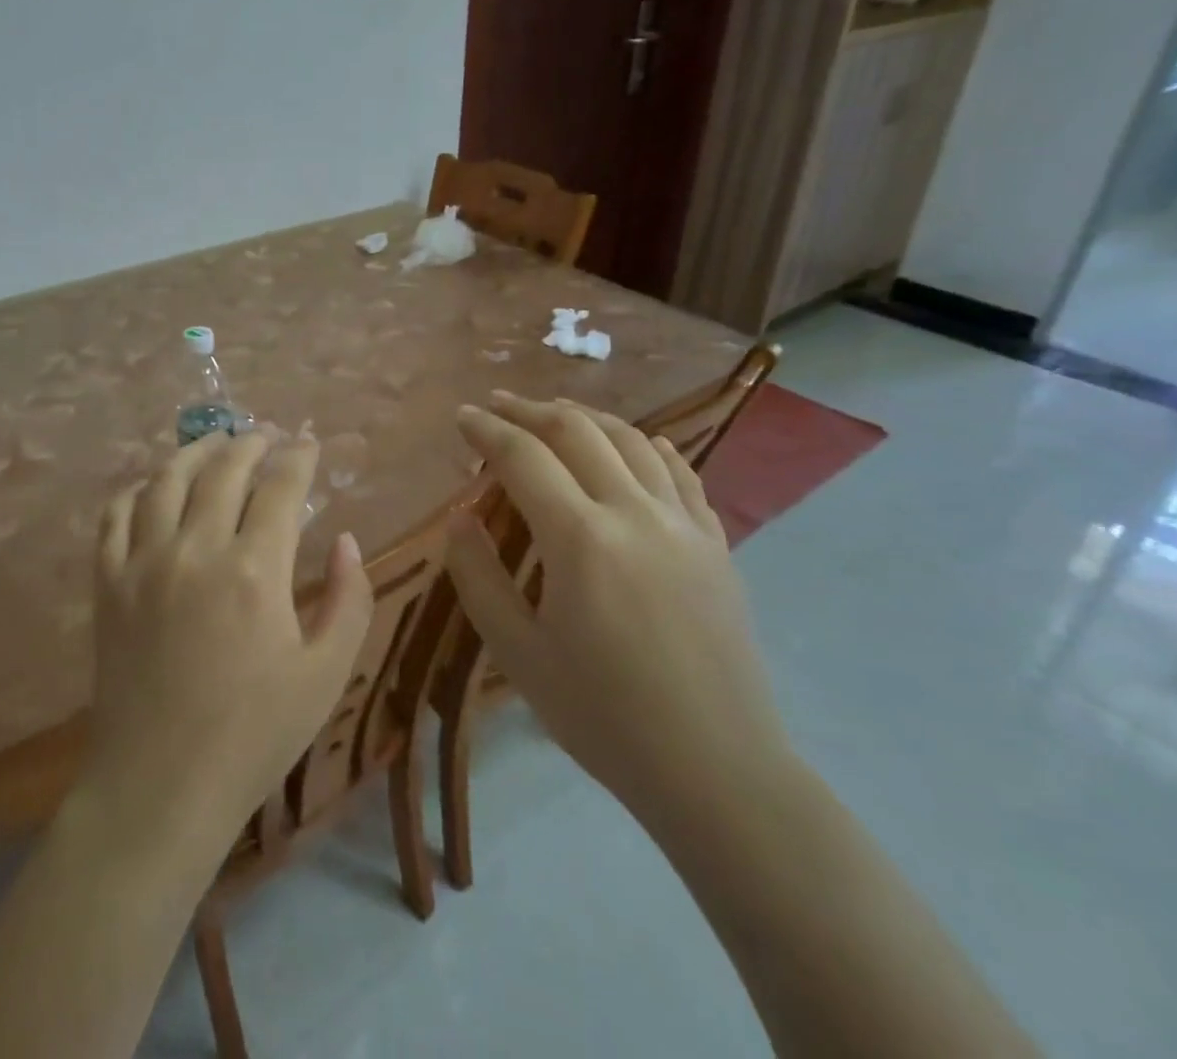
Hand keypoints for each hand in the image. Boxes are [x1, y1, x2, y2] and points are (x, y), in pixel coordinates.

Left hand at [83, 432, 373, 855]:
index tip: (309, 445)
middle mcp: (197, 550)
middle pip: (224, 469)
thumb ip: (349, 599)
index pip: (281, 486)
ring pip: (166, 480)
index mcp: (256, 570)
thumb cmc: (254, 734)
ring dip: (194, 452)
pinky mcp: (108, 584)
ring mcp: (143, 563)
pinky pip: (115, 516)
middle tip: (266, 437)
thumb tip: (346, 540)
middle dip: (250, 443)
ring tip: (214, 443)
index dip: (299, 457)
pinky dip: (136, 489)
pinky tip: (152, 486)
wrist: (160, 786)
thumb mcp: (326, 674)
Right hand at [447, 393, 792, 832]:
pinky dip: (649, 448)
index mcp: (580, 538)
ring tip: (555, 414)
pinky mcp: (715, 544)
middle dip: (530, 410)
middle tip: (498, 406)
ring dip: (586, 417)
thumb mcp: (518, 654)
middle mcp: (634, 513)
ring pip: (631, 441)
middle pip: (577, 432)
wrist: (717, 771)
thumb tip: (459, 516)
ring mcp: (683, 524)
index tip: (462, 416)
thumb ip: (479, 576)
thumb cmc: (603, 716)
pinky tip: (638, 444)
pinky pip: (681, 474)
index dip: (487, 429)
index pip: (523, 456)